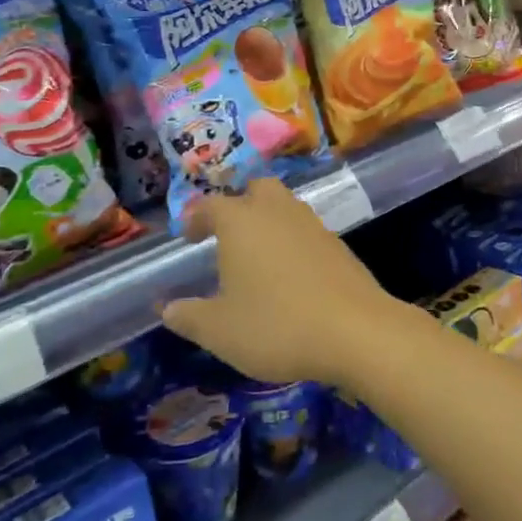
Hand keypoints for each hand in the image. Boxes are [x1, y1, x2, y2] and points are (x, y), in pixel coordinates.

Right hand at [162, 180, 405, 386]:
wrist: (356, 330)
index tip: (188, 235)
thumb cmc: (277, 325)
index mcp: (241, 222)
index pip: (211, 205)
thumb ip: (188, 316)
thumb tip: (165, 306)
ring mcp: (312, 224)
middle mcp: (277, 211)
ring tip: (255, 253)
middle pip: (257, 190)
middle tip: (226, 233)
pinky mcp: (337, 243)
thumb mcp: (219, 330)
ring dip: (268, 219)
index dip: (196, 217)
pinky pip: (306, 230)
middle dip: (239, 203)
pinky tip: (288, 271)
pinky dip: (292, 240)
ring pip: (285, 206)